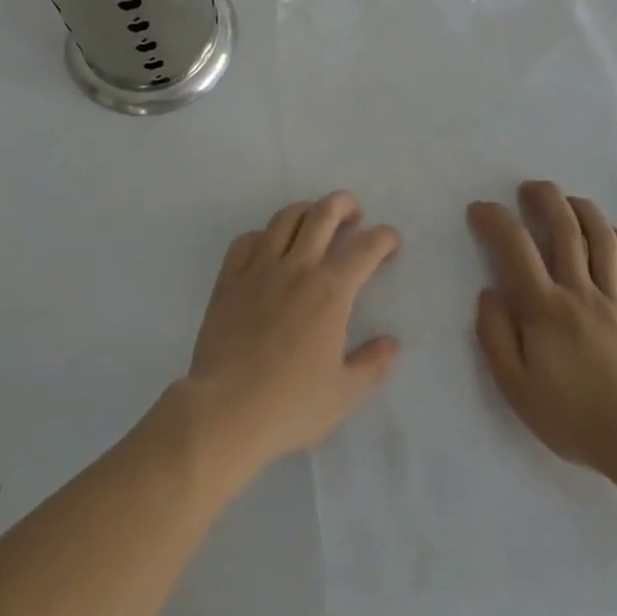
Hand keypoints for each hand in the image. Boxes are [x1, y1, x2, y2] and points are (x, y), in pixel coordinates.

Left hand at [184, 191, 400, 477]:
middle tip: (354, 214)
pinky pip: (247, 239)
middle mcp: (297, 267)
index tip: (390, 243)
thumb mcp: (344, 395)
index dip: (384, 237)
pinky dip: (263, 235)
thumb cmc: (289, 405)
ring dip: (307, 211)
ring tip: (314, 222)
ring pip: (285, 218)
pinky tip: (268, 248)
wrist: (224, 410)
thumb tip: (392, 343)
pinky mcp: (229, 277)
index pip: (365, 247)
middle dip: (345, 204)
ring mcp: (259, 267)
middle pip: (324, 213)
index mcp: (330, 291)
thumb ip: (373, 365)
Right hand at [468, 181, 616, 479]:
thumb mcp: (515, 387)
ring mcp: (616, 299)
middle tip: (528, 188)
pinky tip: (610, 232)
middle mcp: (580, 291)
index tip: (480, 209)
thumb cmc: (572, 417)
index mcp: (545, 308)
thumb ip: (495, 335)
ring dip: (582, 210)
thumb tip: (488, 292)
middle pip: (564, 228)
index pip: (516, 247)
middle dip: (544, 198)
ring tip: (567, 200)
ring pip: (602, 238)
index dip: (495, 219)